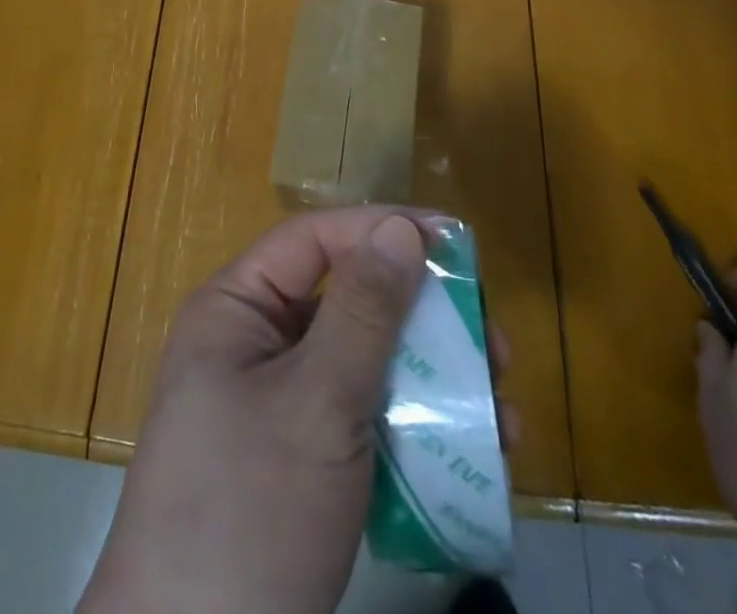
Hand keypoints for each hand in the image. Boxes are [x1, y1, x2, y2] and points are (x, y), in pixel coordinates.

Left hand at [80, 208, 512, 613]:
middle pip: (346, 302)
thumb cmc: (250, 507)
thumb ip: (362, 312)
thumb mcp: (315, 402)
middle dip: (421, 318)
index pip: (314, 241)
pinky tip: (472, 452)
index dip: (380, 229)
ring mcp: (277, 407)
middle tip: (493, 339)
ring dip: (432, 379)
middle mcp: (253, 345)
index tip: (453, 241)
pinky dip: (414, 428)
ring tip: (501, 408)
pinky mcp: (301, 462)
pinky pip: (363, 420)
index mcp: (235, 310)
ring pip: (363, 366)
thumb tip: (401, 228)